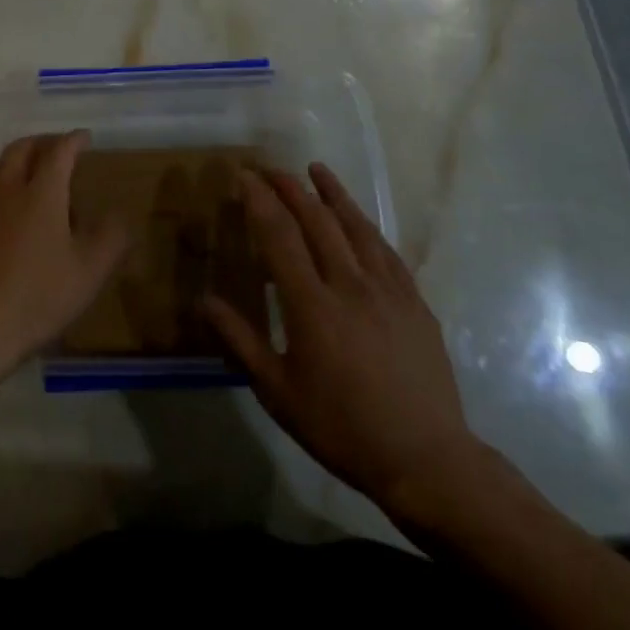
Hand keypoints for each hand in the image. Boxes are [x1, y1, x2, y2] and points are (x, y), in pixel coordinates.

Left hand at [0, 131, 130, 386]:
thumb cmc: (38, 297)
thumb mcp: (89, 272)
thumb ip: (111, 238)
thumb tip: (120, 214)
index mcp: (40, 195)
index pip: (58, 153)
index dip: (73, 140)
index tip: (85, 137)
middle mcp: (7, 192)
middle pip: (21, 151)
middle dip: (42, 142)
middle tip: (58, 148)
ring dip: (17, 161)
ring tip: (33, 173)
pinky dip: (2, 186)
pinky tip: (10, 211)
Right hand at [203, 163, 485, 527]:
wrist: (425, 460)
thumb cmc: (341, 428)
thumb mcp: (277, 392)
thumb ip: (240, 341)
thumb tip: (204, 300)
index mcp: (312, 305)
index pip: (279, 236)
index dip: (259, 200)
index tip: (244, 176)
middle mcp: (350, 285)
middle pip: (317, 221)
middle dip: (291, 188)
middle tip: (272, 169)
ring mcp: (388, 290)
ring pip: (356, 227)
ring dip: (333, 194)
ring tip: (316, 170)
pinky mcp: (415, 301)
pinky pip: (386, 250)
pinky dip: (366, 225)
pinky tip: (358, 218)